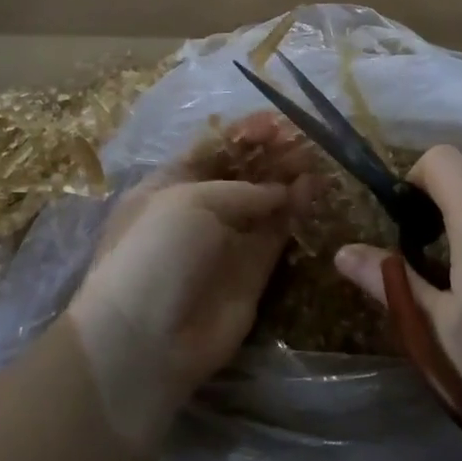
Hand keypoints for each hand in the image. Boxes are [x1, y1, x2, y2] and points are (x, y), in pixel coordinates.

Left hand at [68, 114, 314, 449]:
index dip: (244, 133)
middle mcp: (199, 209)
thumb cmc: (156, 252)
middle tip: (303, 139)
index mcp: (170, 185)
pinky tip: (313, 189)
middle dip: (270, 153)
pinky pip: (277, 233)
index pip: (212, 149)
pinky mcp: (252, 271)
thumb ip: (244, 190)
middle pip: (242, 173)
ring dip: (287, 178)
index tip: (277, 121)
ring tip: (315, 157)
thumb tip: (283, 190)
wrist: (146, 340)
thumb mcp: (192, 202)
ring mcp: (226, 241)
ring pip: (264, 201)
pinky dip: (295, 210)